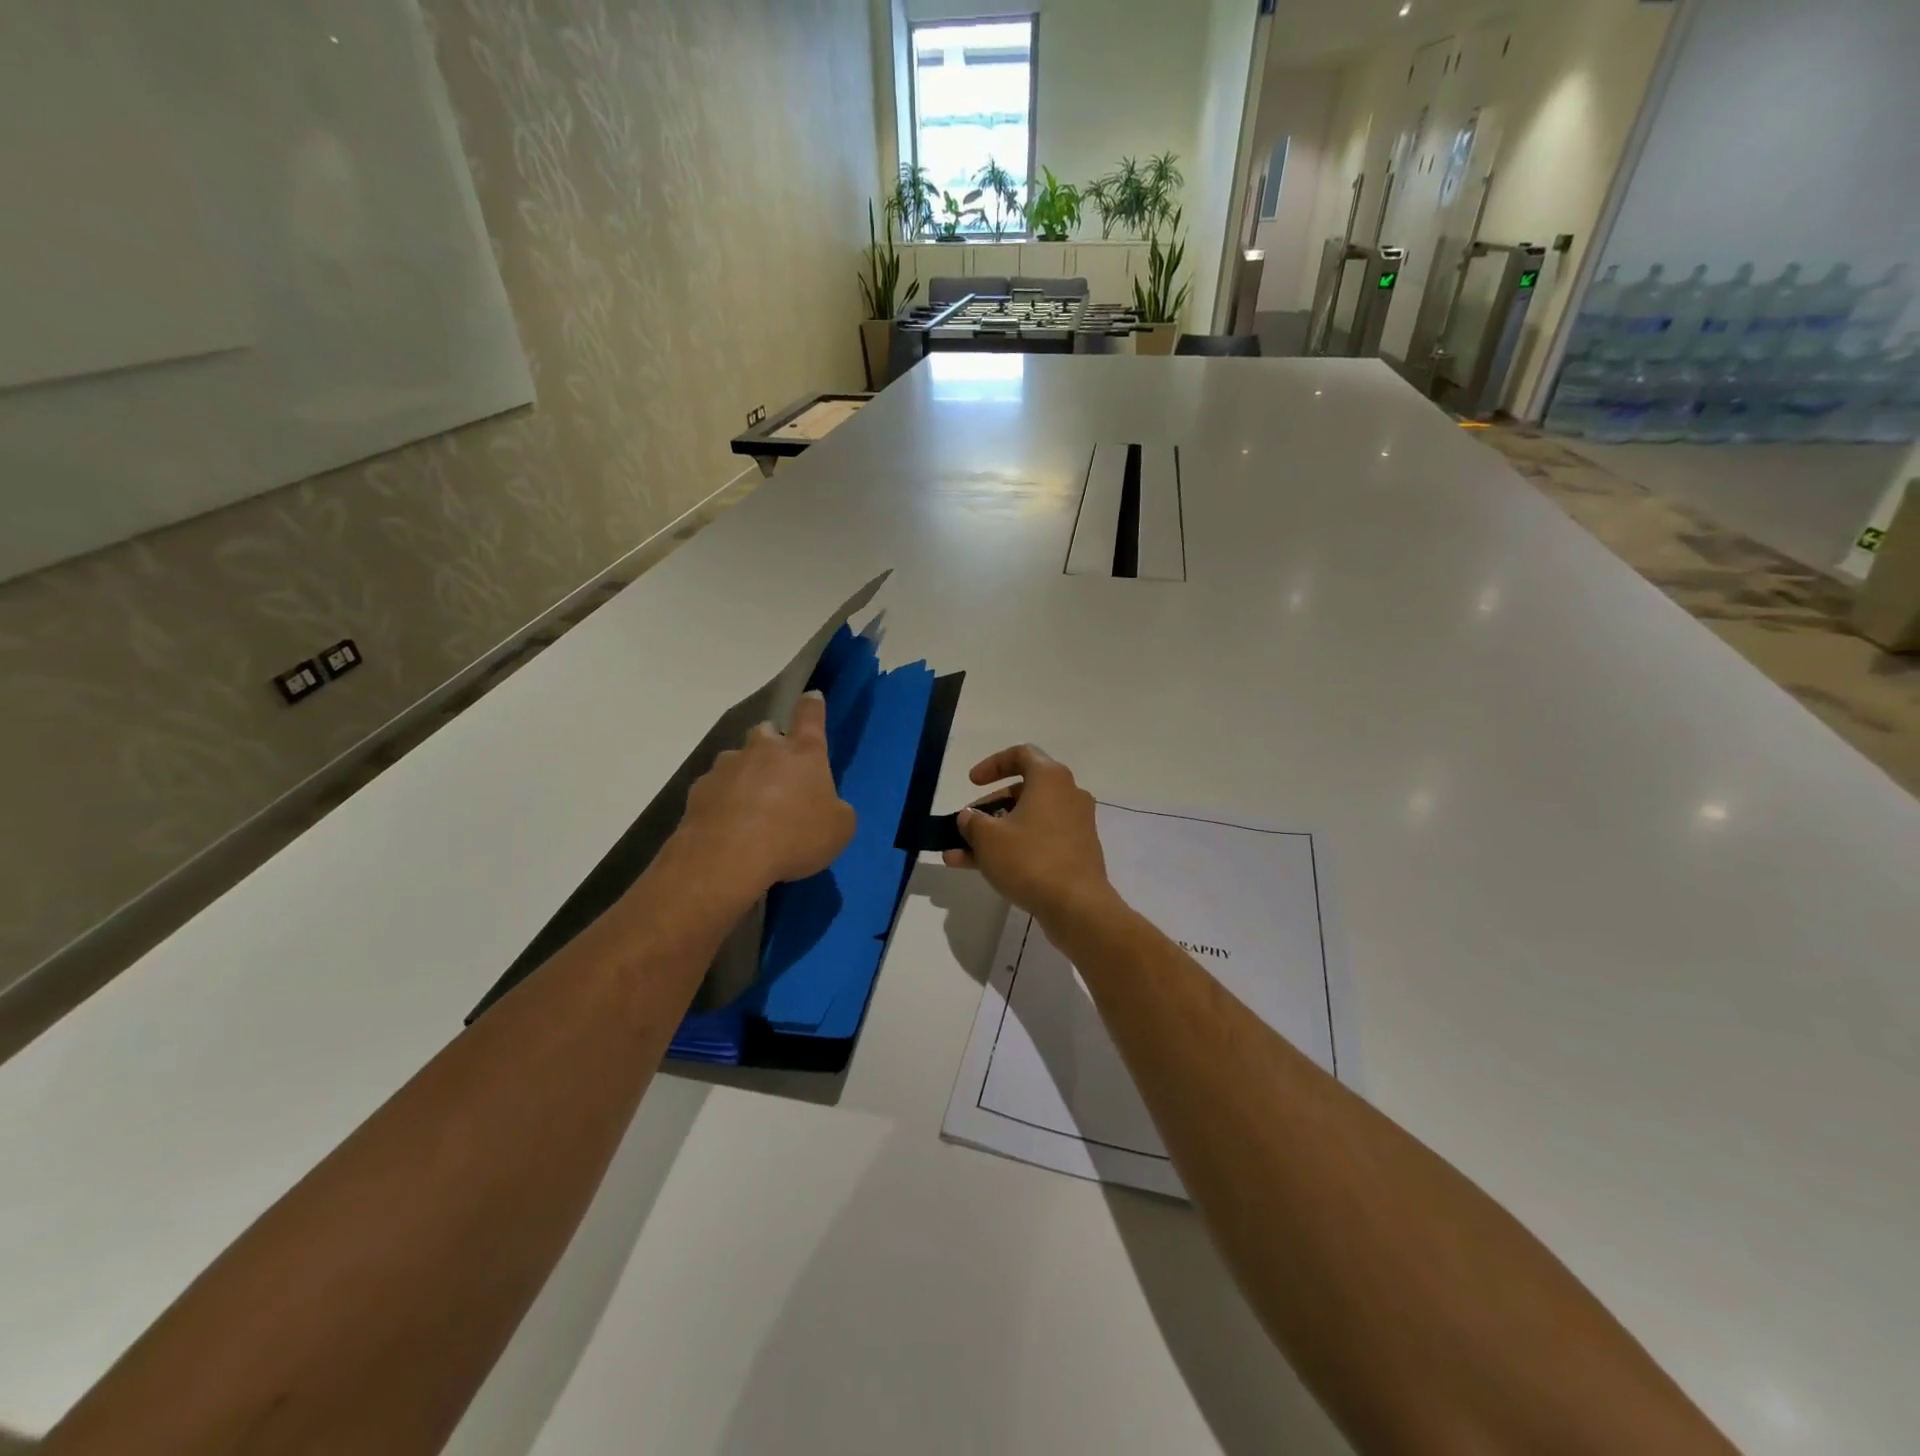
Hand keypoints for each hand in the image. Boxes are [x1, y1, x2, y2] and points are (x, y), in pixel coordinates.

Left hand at [680, 691, 855, 895]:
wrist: (727, 860)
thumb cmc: (794, 837)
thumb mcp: (839, 829)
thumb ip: (835, 809)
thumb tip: (826, 806)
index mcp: (803, 752)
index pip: (810, 716)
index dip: (812, 706)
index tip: (812, 697)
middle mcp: (763, 749)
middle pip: (767, 732)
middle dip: (773, 744)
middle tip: (779, 772)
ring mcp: (727, 767)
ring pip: (738, 759)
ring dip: (745, 774)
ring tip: (750, 806)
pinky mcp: (699, 789)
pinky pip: (716, 788)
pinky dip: (723, 800)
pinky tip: (727, 825)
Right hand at [943, 745, 1113, 924]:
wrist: (1077, 905)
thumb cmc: (1030, 859)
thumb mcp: (988, 837)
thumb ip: (972, 821)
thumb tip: (969, 817)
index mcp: (1050, 778)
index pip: (1021, 754)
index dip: (992, 764)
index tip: (972, 783)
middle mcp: (1068, 795)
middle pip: (1022, 791)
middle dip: (988, 808)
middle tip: (966, 825)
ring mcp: (1075, 825)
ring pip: (1027, 821)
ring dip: (993, 834)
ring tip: (958, 855)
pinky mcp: (1076, 852)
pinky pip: (1038, 841)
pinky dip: (1012, 849)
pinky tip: (980, 869)